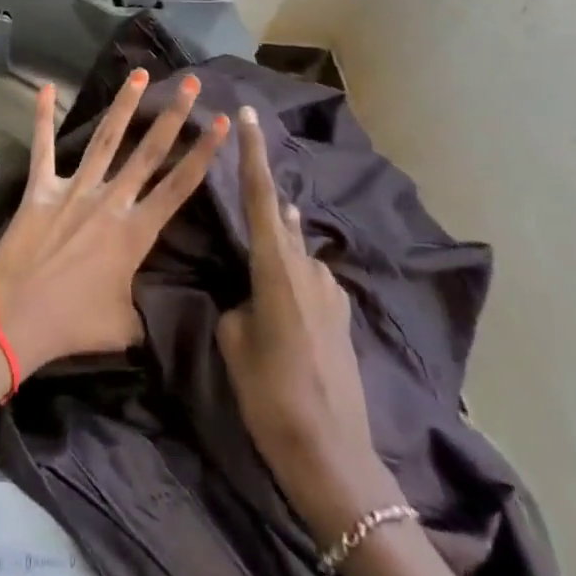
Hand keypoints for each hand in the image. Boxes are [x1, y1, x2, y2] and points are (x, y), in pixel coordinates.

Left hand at [0, 71, 229, 376]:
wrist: (14, 318)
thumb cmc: (72, 325)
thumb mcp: (124, 327)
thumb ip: (145, 311)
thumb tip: (155, 313)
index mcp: (135, 233)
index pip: (180, 186)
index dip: (204, 153)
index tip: (222, 122)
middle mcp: (110, 202)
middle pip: (148, 152)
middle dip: (173, 116)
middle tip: (191, 83)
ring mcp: (73, 190)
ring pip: (105, 140)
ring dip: (124, 105)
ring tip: (140, 74)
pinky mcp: (40, 189)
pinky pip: (42, 147)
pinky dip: (42, 116)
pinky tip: (44, 87)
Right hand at [217, 105, 398, 537]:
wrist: (335, 459)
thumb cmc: (272, 398)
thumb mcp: (235, 344)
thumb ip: (237, 304)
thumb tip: (245, 293)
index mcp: (277, 270)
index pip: (263, 199)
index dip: (254, 155)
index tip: (250, 116)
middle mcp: (309, 270)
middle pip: (283, 216)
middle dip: (264, 188)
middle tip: (243, 166)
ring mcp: (331, 293)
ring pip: (298, 248)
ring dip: (279, 233)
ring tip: (260, 226)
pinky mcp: (341, 316)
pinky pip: (310, 275)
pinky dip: (292, 267)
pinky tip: (281, 282)